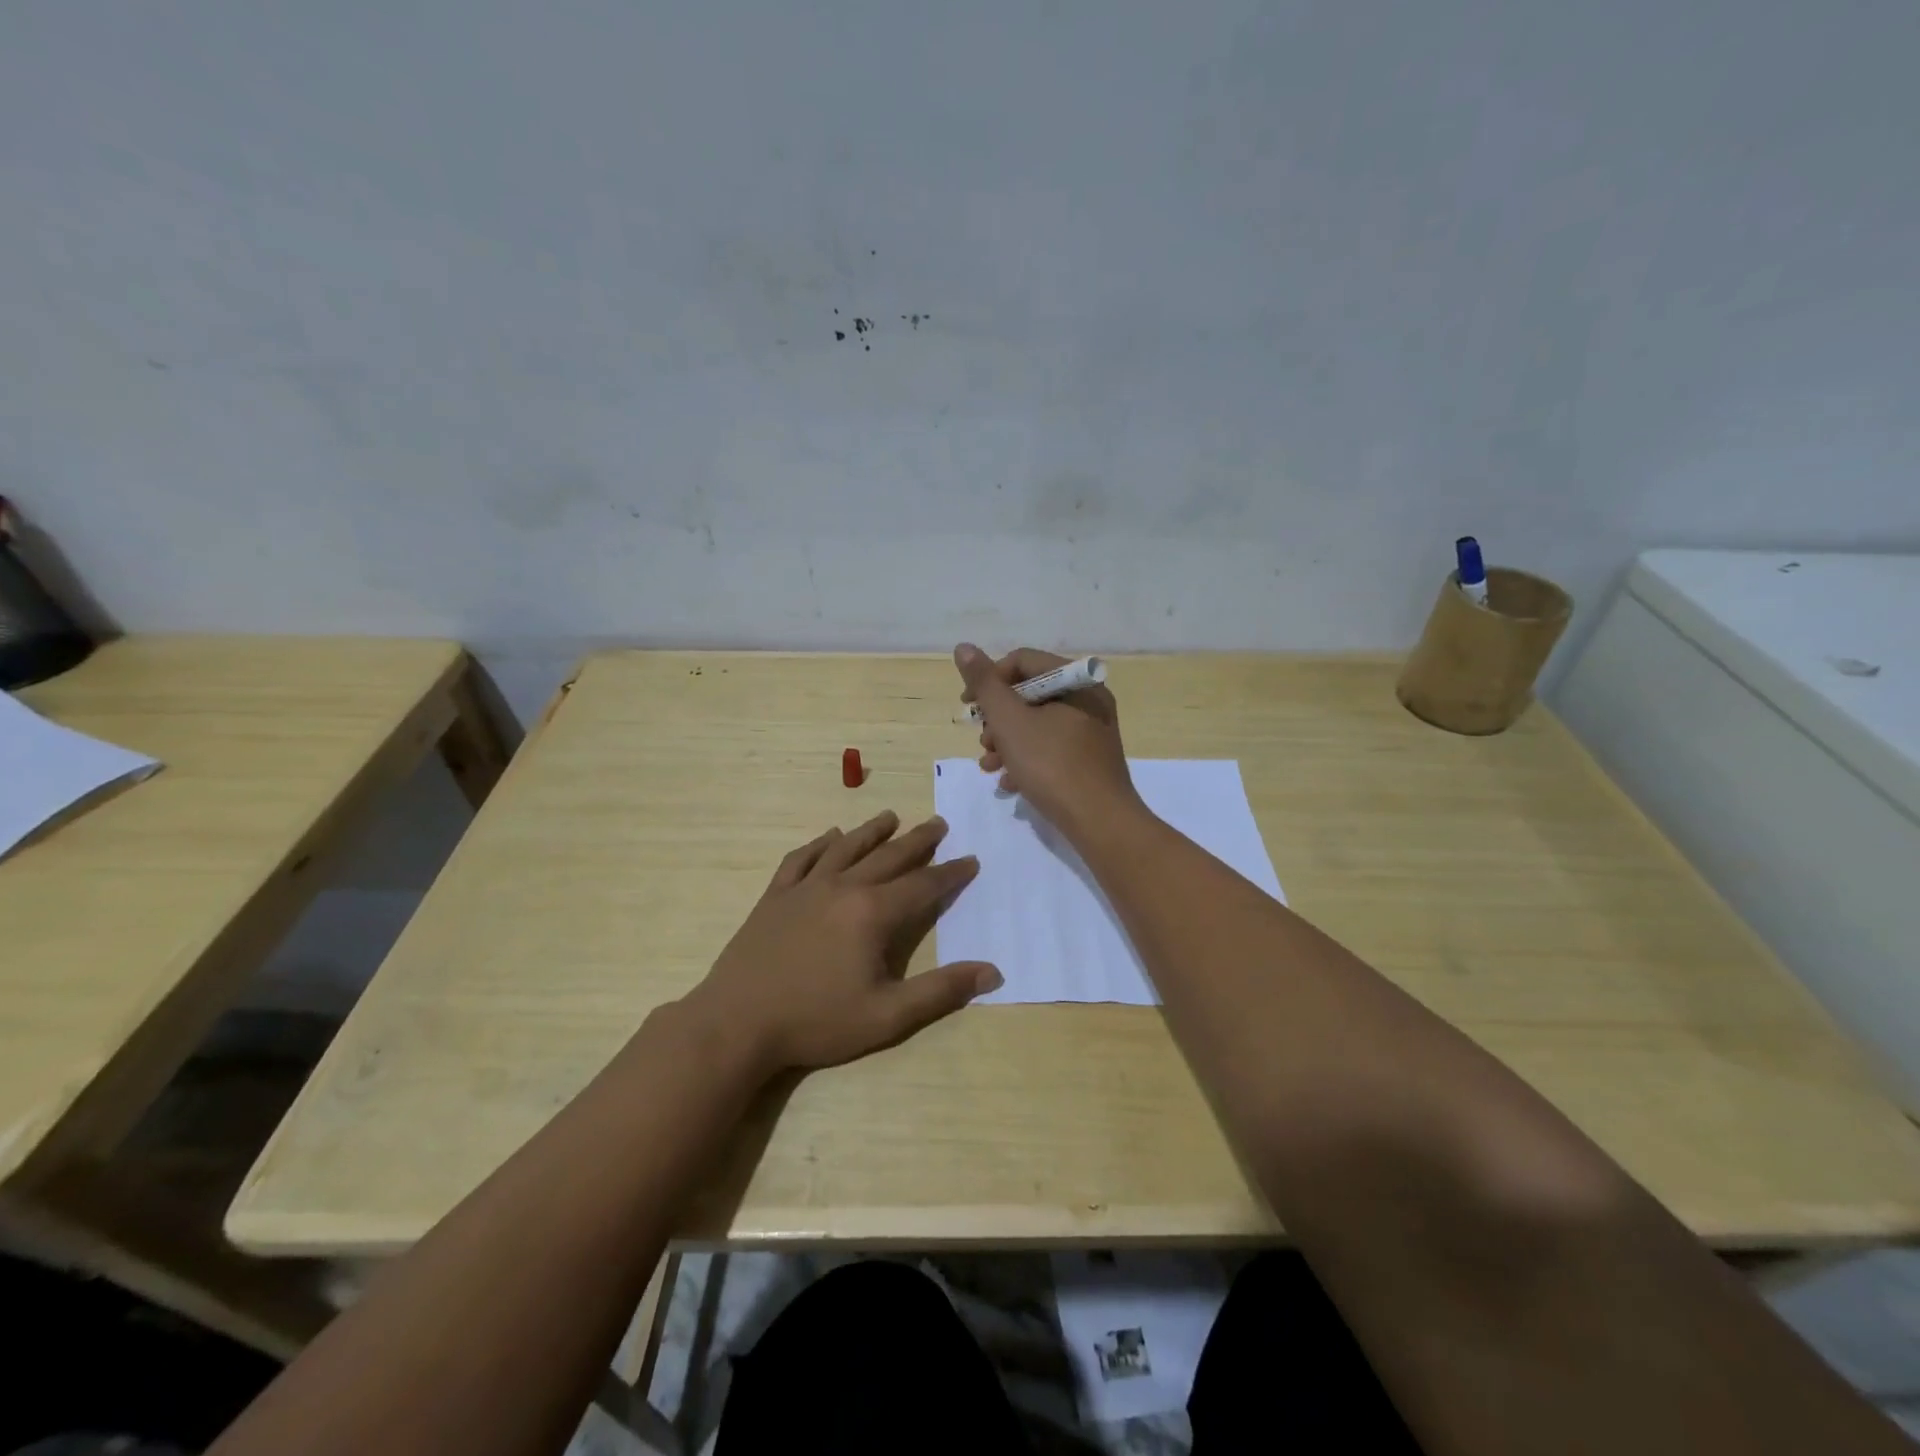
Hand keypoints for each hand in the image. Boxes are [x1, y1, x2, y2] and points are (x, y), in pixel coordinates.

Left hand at [682, 811, 1000, 1075]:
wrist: (736, 1022)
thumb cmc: (816, 1021)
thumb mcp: (887, 1016)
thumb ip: (940, 991)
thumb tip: (992, 971)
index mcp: (872, 913)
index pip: (923, 885)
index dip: (950, 873)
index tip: (971, 860)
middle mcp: (843, 887)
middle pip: (888, 856)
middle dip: (918, 840)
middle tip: (938, 823)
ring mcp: (805, 887)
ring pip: (846, 848)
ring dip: (872, 831)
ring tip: (891, 816)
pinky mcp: (775, 895)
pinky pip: (801, 858)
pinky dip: (819, 844)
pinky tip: (829, 837)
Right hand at [954, 643, 1141, 838]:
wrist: (1099, 822)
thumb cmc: (1052, 765)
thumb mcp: (1009, 721)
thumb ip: (984, 684)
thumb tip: (964, 647)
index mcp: (1075, 681)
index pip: (1022, 661)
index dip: (988, 680)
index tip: (967, 707)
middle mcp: (1088, 699)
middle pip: (1029, 694)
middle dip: (997, 719)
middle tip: (984, 743)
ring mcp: (1092, 731)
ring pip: (1037, 724)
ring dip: (1007, 742)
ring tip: (989, 767)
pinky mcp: (1090, 759)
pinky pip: (1051, 748)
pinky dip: (1026, 760)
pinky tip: (1010, 783)